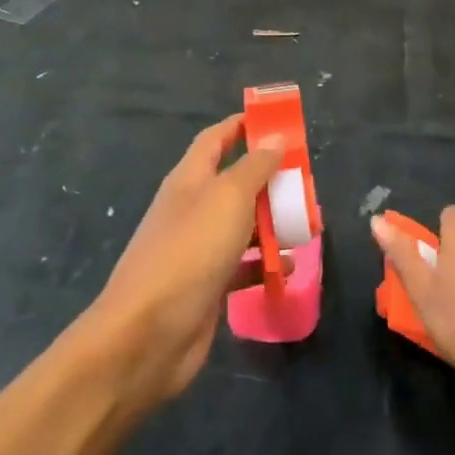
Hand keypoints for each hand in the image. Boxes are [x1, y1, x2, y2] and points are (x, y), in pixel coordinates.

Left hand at [85, 115, 282, 406]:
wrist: (148, 334)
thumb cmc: (190, 252)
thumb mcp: (228, 199)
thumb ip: (254, 168)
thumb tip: (275, 139)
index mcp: (189, 180)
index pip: (214, 140)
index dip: (241, 126)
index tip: (275, 120)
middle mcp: (191, 209)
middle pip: (232, 182)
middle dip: (267, 178)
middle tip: (304, 179)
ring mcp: (197, 249)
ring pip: (240, 225)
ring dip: (270, 221)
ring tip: (306, 222)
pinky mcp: (206, 286)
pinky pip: (241, 266)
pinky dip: (263, 264)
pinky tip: (287, 268)